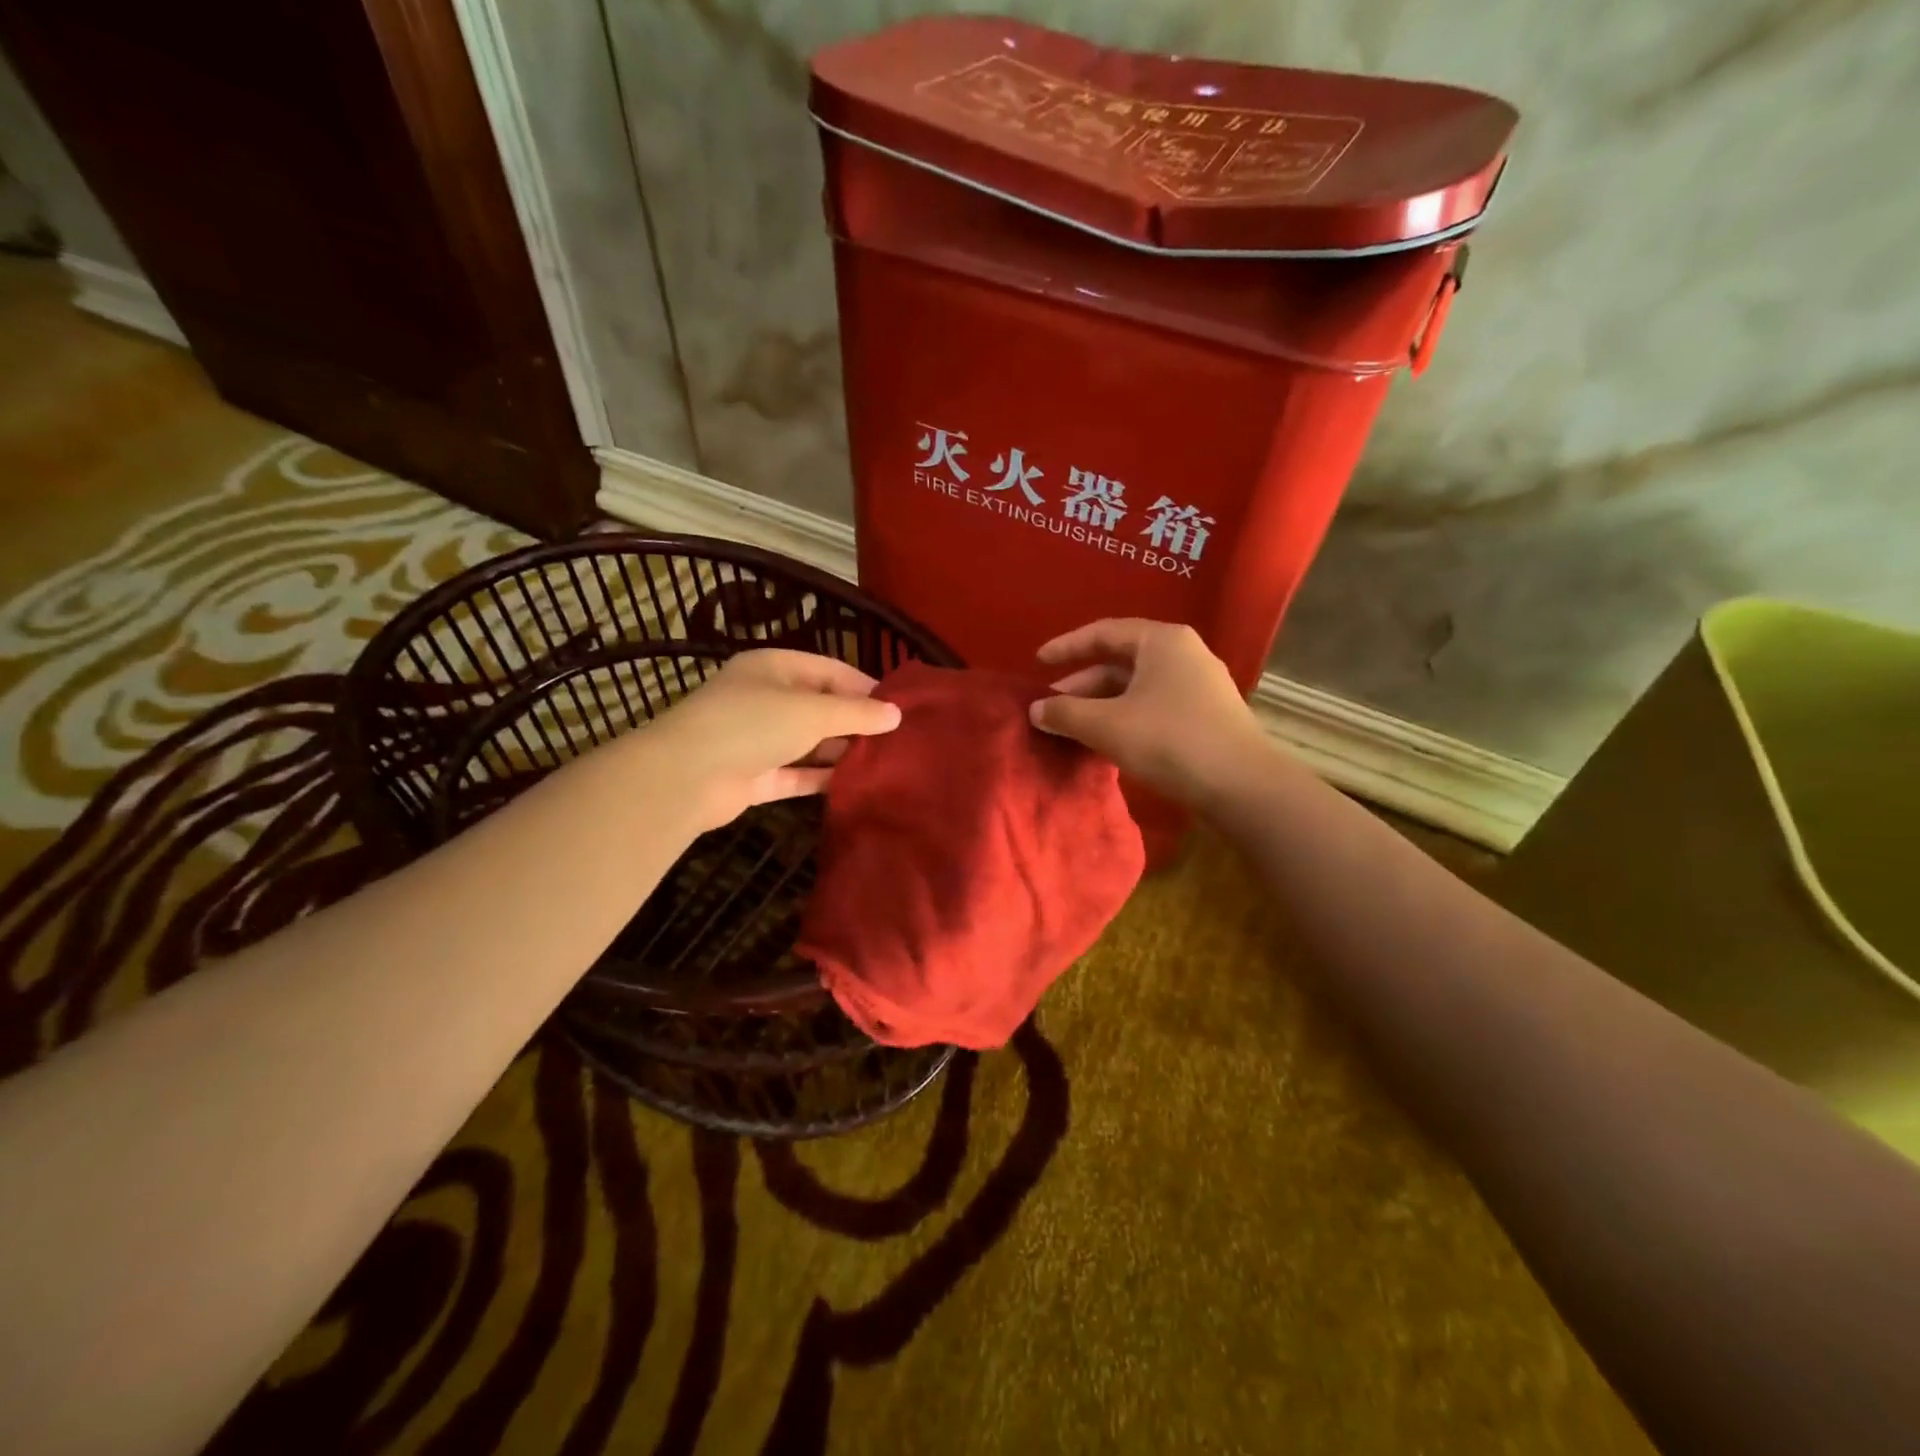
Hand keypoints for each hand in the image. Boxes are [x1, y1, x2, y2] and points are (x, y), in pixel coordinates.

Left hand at [648, 649, 901, 829]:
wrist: (687, 777)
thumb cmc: (751, 724)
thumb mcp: (811, 712)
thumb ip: (856, 713)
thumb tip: (896, 715)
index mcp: (773, 668)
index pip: (828, 670)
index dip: (863, 686)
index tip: (896, 706)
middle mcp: (765, 699)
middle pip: (819, 707)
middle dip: (854, 721)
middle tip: (895, 738)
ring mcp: (758, 740)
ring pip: (809, 743)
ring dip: (840, 752)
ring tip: (883, 761)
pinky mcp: (756, 777)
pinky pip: (797, 773)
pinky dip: (821, 777)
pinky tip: (854, 783)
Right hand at [1029, 620, 1274, 810]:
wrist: (1241, 785)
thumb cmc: (1169, 740)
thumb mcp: (1106, 725)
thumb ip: (1065, 713)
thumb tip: (1036, 710)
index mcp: (1162, 641)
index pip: (1103, 633)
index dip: (1066, 646)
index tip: (1037, 662)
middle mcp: (1183, 654)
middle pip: (1119, 662)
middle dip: (1081, 685)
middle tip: (1050, 708)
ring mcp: (1199, 686)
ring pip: (1136, 688)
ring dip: (1100, 706)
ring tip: (1072, 729)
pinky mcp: (1206, 716)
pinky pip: (1153, 706)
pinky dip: (1124, 718)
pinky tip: (1106, 742)